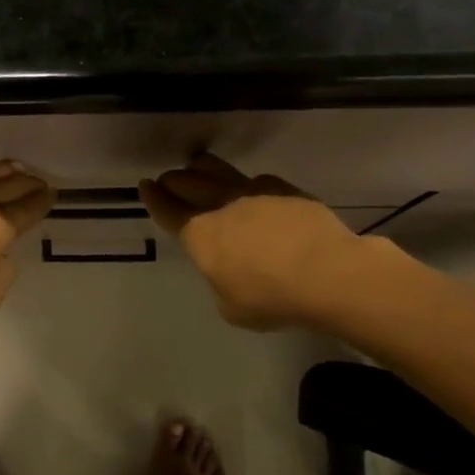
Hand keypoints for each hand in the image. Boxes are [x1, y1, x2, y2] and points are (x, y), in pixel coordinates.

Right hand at [139, 153, 359, 329]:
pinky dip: (244, 183)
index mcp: (201, 235)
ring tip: (198, 167)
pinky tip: (251, 191)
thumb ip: (220, 282)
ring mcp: (253, 192)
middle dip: (173, 180)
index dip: (153, 198)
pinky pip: (255, 179)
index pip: (167, 210)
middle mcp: (221, 205)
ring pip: (216, 168)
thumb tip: (226, 269)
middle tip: (168, 180)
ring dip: (201, 168)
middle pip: (186, 182)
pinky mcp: (283, 189)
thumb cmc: (273, 298)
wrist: (329, 273)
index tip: (145, 185)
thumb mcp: (231, 306)